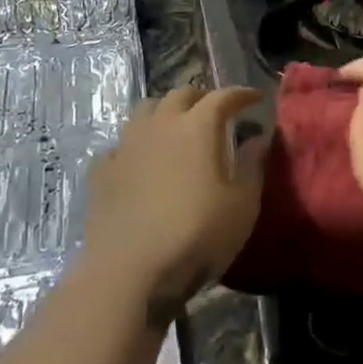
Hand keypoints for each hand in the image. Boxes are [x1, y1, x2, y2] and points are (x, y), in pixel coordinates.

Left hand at [84, 86, 264, 324]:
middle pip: (181, 94)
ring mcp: (126, 145)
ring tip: (177, 127)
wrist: (129, 269)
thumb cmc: (196, 235)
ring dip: (166, 111)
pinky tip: (142, 160)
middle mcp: (160, 124)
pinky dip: (138, 144)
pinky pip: (122, 143)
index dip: (242, 94)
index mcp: (197, 127)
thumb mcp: (242, 205)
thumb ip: (252, 165)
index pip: (223, 96)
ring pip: (147, 110)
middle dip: (203, 97)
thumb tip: (260, 137)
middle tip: (217, 111)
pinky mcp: (103, 170)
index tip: (256, 97)